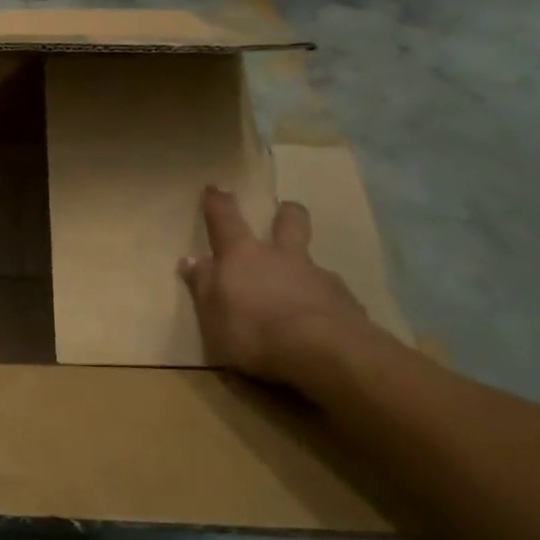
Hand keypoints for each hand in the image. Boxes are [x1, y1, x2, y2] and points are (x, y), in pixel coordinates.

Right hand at [177, 186, 372, 390]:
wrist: (323, 353)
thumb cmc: (253, 331)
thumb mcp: (212, 313)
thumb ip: (204, 285)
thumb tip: (191, 260)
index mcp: (242, 255)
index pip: (225, 220)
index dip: (219, 203)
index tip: (217, 187)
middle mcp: (282, 257)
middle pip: (289, 223)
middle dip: (286, 214)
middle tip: (286, 210)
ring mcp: (319, 278)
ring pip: (313, 263)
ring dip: (306, 269)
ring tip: (302, 288)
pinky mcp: (348, 305)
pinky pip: (334, 296)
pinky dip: (326, 303)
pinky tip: (323, 321)